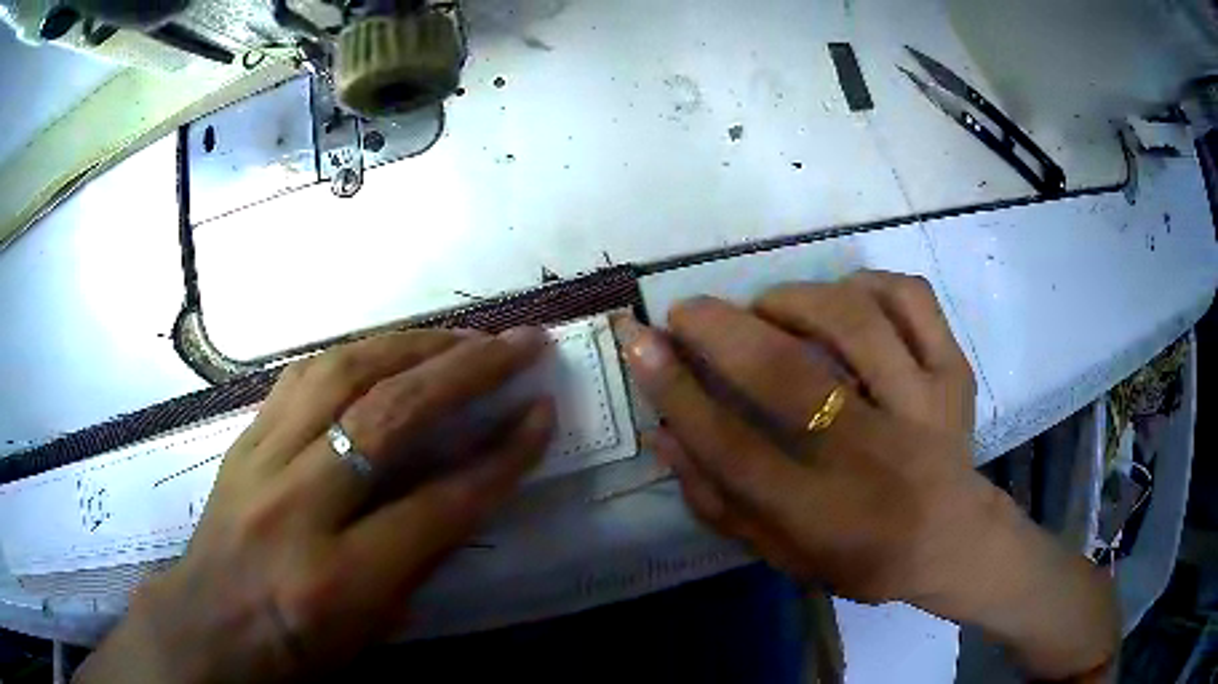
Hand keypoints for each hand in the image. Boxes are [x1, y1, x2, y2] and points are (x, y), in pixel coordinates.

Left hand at [75, 328, 554, 683]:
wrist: (207, 625)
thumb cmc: (296, 646)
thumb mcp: (372, 629)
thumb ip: (420, 559)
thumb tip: (468, 488)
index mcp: (337, 579)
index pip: (436, 506)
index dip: (500, 459)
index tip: (542, 415)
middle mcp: (295, 507)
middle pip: (387, 417)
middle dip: (467, 371)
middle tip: (520, 342)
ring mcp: (259, 461)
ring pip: (339, 373)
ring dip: (411, 344)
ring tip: (460, 336)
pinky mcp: (242, 438)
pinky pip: (301, 375)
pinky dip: (355, 353)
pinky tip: (386, 350)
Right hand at [615, 271, 1117, 680]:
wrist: (953, 539)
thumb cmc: (860, 556)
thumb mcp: (781, 554)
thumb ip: (718, 503)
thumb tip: (662, 436)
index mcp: (824, 515)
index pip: (733, 447)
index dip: (677, 391)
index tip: (640, 344)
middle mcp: (875, 456)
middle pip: (789, 377)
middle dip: (721, 331)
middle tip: (686, 311)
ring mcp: (925, 406)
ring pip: (855, 322)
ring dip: (794, 300)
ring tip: (767, 307)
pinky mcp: (955, 373)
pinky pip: (911, 299)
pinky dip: (870, 282)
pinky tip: (846, 296)